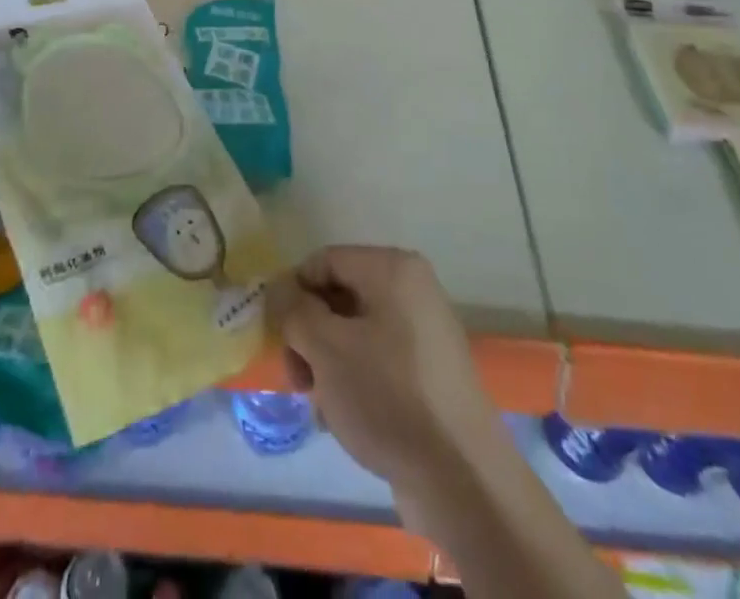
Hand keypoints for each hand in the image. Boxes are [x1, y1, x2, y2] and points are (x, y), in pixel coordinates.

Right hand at [269, 246, 508, 519]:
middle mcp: (413, 289)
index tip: (278, 338)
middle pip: (340, 296)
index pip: (324, 261)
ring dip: (328, 363)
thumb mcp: (327, 349)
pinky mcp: (430, 372)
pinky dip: (355, 380)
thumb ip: (294, 312)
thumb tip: (278, 289)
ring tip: (321, 406)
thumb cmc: (388, 397)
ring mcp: (425, 332)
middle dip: (310, 335)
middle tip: (298, 380)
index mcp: (393, 268)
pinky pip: (378, 360)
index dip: (293, 293)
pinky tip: (343, 419)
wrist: (461, 479)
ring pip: (355, 332)